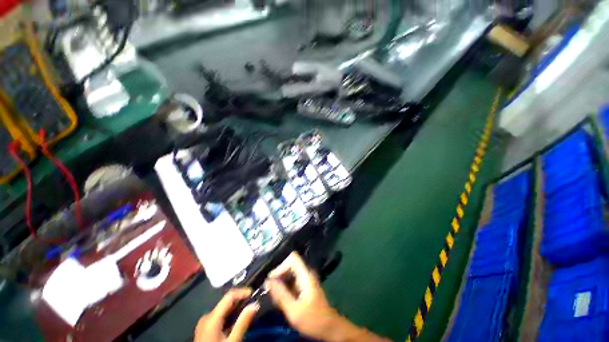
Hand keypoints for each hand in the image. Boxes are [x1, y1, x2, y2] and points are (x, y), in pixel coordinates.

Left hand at [194, 288, 258, 341]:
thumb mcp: (232, 341)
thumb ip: (243, 322)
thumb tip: (255, 304)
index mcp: (212, 317)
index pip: (230, 295)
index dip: (242, 292)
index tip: (253, 293)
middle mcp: (206, 317)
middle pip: (226, 302)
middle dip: (240, 302)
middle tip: (252, 304)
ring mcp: (204, 324)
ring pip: (223, 310)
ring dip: (236, 310)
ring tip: (247, 313)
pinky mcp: (204, 330)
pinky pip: (219, 317)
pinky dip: (229, 317)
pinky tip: (236, 323)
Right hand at [265, 252, 387, 341]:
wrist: (332, 329)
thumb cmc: (316, 320)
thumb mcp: (295, 310)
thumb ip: (281, 294)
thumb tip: (269, 280)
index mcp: (306, 275)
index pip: (292, 258)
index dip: (281, 264)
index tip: (272, 278)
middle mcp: (308, 273)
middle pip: (291, 263)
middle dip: (280, 271)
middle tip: (269, 286)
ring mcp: (309, 280)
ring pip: (292, 272)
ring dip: (282, 278)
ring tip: (273, 291)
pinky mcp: (308, 287)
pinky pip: (294, 280)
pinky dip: (287, 284)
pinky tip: (282, 295)